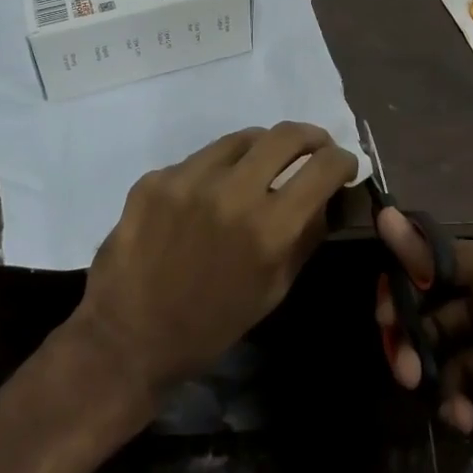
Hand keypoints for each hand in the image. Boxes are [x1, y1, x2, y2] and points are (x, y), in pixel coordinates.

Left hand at [76, 123, 357, 399]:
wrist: (128, 337)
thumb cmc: (211, 325)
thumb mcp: (274, 289)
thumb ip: (306, 236)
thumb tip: (328, 197)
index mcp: (268, 228)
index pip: (323, 167)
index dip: (343, 160)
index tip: (344, 164)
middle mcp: (232, 192)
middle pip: (286, 135)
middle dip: (311, 137)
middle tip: (314, 147)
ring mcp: (189, 179)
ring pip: (242, 138)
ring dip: (262, 148)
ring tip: (263, 165)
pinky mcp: (157, 178)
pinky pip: (200, 159)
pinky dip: (217, 170)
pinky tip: (210, 195)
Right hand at [375, 211, 472, 472]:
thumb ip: (450, 254)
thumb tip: (384, 217)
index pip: (430, 271)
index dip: (402, 290)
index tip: (384, 319)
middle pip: (435, 322)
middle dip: (416, 347)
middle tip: (407, 376)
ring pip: (456, 368)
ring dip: (452, 389)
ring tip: (461, 414)